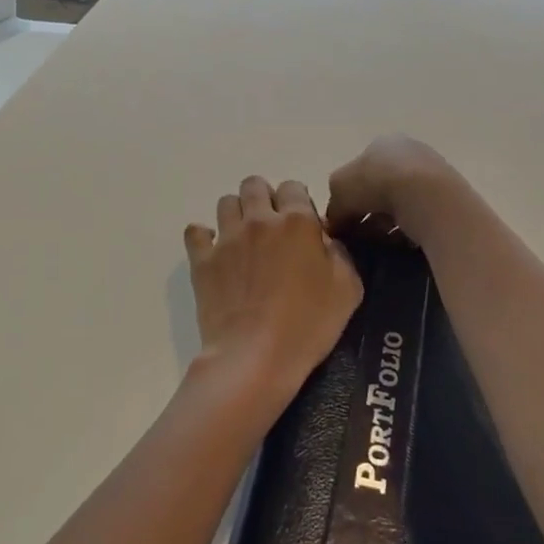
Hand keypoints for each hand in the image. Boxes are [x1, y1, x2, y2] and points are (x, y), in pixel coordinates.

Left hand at [184, 176, 363, 403]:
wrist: (256, 358)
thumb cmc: (308, 325)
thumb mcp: (348, 290)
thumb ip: (340, 254)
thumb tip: (325, 239)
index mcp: (297, 222)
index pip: (293, 187)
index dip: (298, 203)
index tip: (302, 227)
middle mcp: (259, 220)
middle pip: (255, 185)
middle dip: (264, 198)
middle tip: (272, 228)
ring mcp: (227, 238)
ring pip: (226, 202)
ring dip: (236, 214)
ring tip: (244, 239)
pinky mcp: (202, 260)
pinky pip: (196, 231)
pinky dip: (204, 237)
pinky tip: (215, 254)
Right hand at [325, 135, 457, 243]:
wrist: (427, 196)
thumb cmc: (377, 182)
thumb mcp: (339, 189)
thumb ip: (334, 206)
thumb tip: (334, 224)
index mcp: (381, 143)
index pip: (359, 171)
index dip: (348, 197)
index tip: (343, 222)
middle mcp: (408, 152)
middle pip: (380, 188)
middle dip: (368, 213)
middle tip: (359, 237)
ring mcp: (431, 173)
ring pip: (400, 204)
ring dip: (387, 225)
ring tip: (379, 245)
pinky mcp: (447, 197)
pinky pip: (419, 216)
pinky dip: (408, 230)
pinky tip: (400, 244)